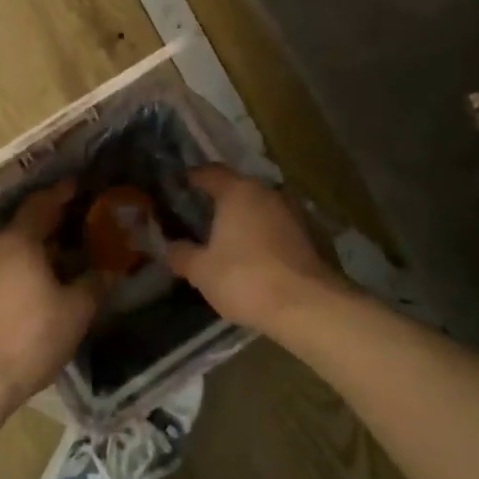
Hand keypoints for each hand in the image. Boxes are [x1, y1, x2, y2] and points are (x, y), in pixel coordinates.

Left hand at [0, 180, 103, 411]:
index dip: (61, 193)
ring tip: (65, 255)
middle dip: (52, 221)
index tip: (78, 185)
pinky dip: (25, 267)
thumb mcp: (76, 310)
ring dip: (38, 248)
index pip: (41, 204)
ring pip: (15, 250)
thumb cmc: (31, 336)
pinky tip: (41, 285)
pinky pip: (5, 269)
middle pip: (26, 225)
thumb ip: (94, 284)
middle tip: (79, 220)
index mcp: (19, 241)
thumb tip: (110, 269)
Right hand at [168, 167, 342, 334]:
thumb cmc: (246, 279)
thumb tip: (169, 246)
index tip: (179, 188)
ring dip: (244, 218)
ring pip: (260, 206)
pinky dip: (263, 234)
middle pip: (237, 188)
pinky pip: (277, 225)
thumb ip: (181, 254)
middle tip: (199, 218)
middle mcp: (266, 192)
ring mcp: (292, 211)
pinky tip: (254, 255)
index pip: (209, 172)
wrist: (308, 306)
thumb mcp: (201, 271)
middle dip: (219, 200)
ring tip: (227, 239)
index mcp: (237, 191)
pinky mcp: (310, 234)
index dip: (192, 178)